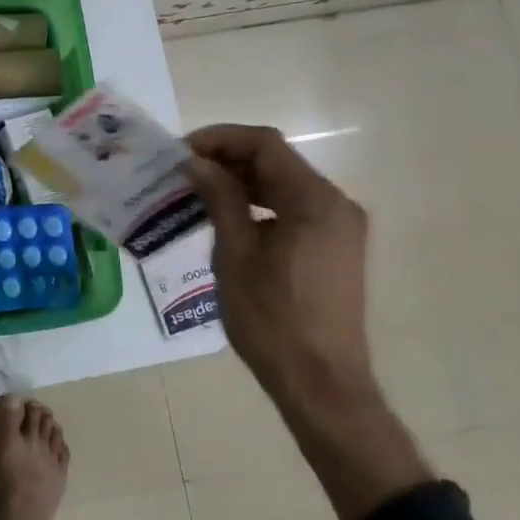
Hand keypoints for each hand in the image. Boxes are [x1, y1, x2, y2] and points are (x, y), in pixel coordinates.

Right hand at [183, 124, 371, 401]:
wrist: (319, 381)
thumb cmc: (271, 319)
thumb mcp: (235, 254)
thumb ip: (219, 199)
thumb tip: (195, 163)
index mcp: (315, 201)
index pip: (265, 145)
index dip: (220, 138)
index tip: (180, 151)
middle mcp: (335, 204)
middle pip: (277, 161)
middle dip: (227, 158)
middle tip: (181, 170)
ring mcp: (339, 226)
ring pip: (284, 184)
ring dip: (241, 180)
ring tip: (195, 190)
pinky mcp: (333, 247)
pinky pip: (293, 208)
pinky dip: (259, 203)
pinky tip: (226, 217)